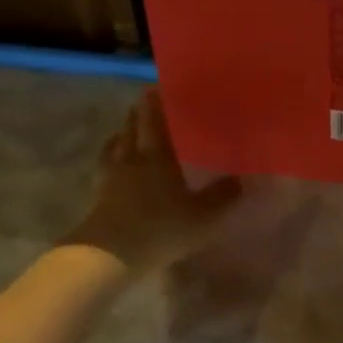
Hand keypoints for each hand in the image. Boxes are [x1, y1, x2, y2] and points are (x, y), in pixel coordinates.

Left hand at [67, 89, 241, 272]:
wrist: (109, 255)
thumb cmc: (160, 229)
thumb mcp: (203, 216)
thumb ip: (223, 196)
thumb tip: (243, 179)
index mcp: (157, 155)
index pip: (154, 118)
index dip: (156, 100)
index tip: (160, 86)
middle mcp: (131, 157)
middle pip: (132, 125)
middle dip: (139, 112)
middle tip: (149, 103)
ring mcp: (111, 176)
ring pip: (116, 143)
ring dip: (124, 132)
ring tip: (131, 129)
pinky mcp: (99, 194)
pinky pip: (106, 164)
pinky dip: (112, 156)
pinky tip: (117, 162)